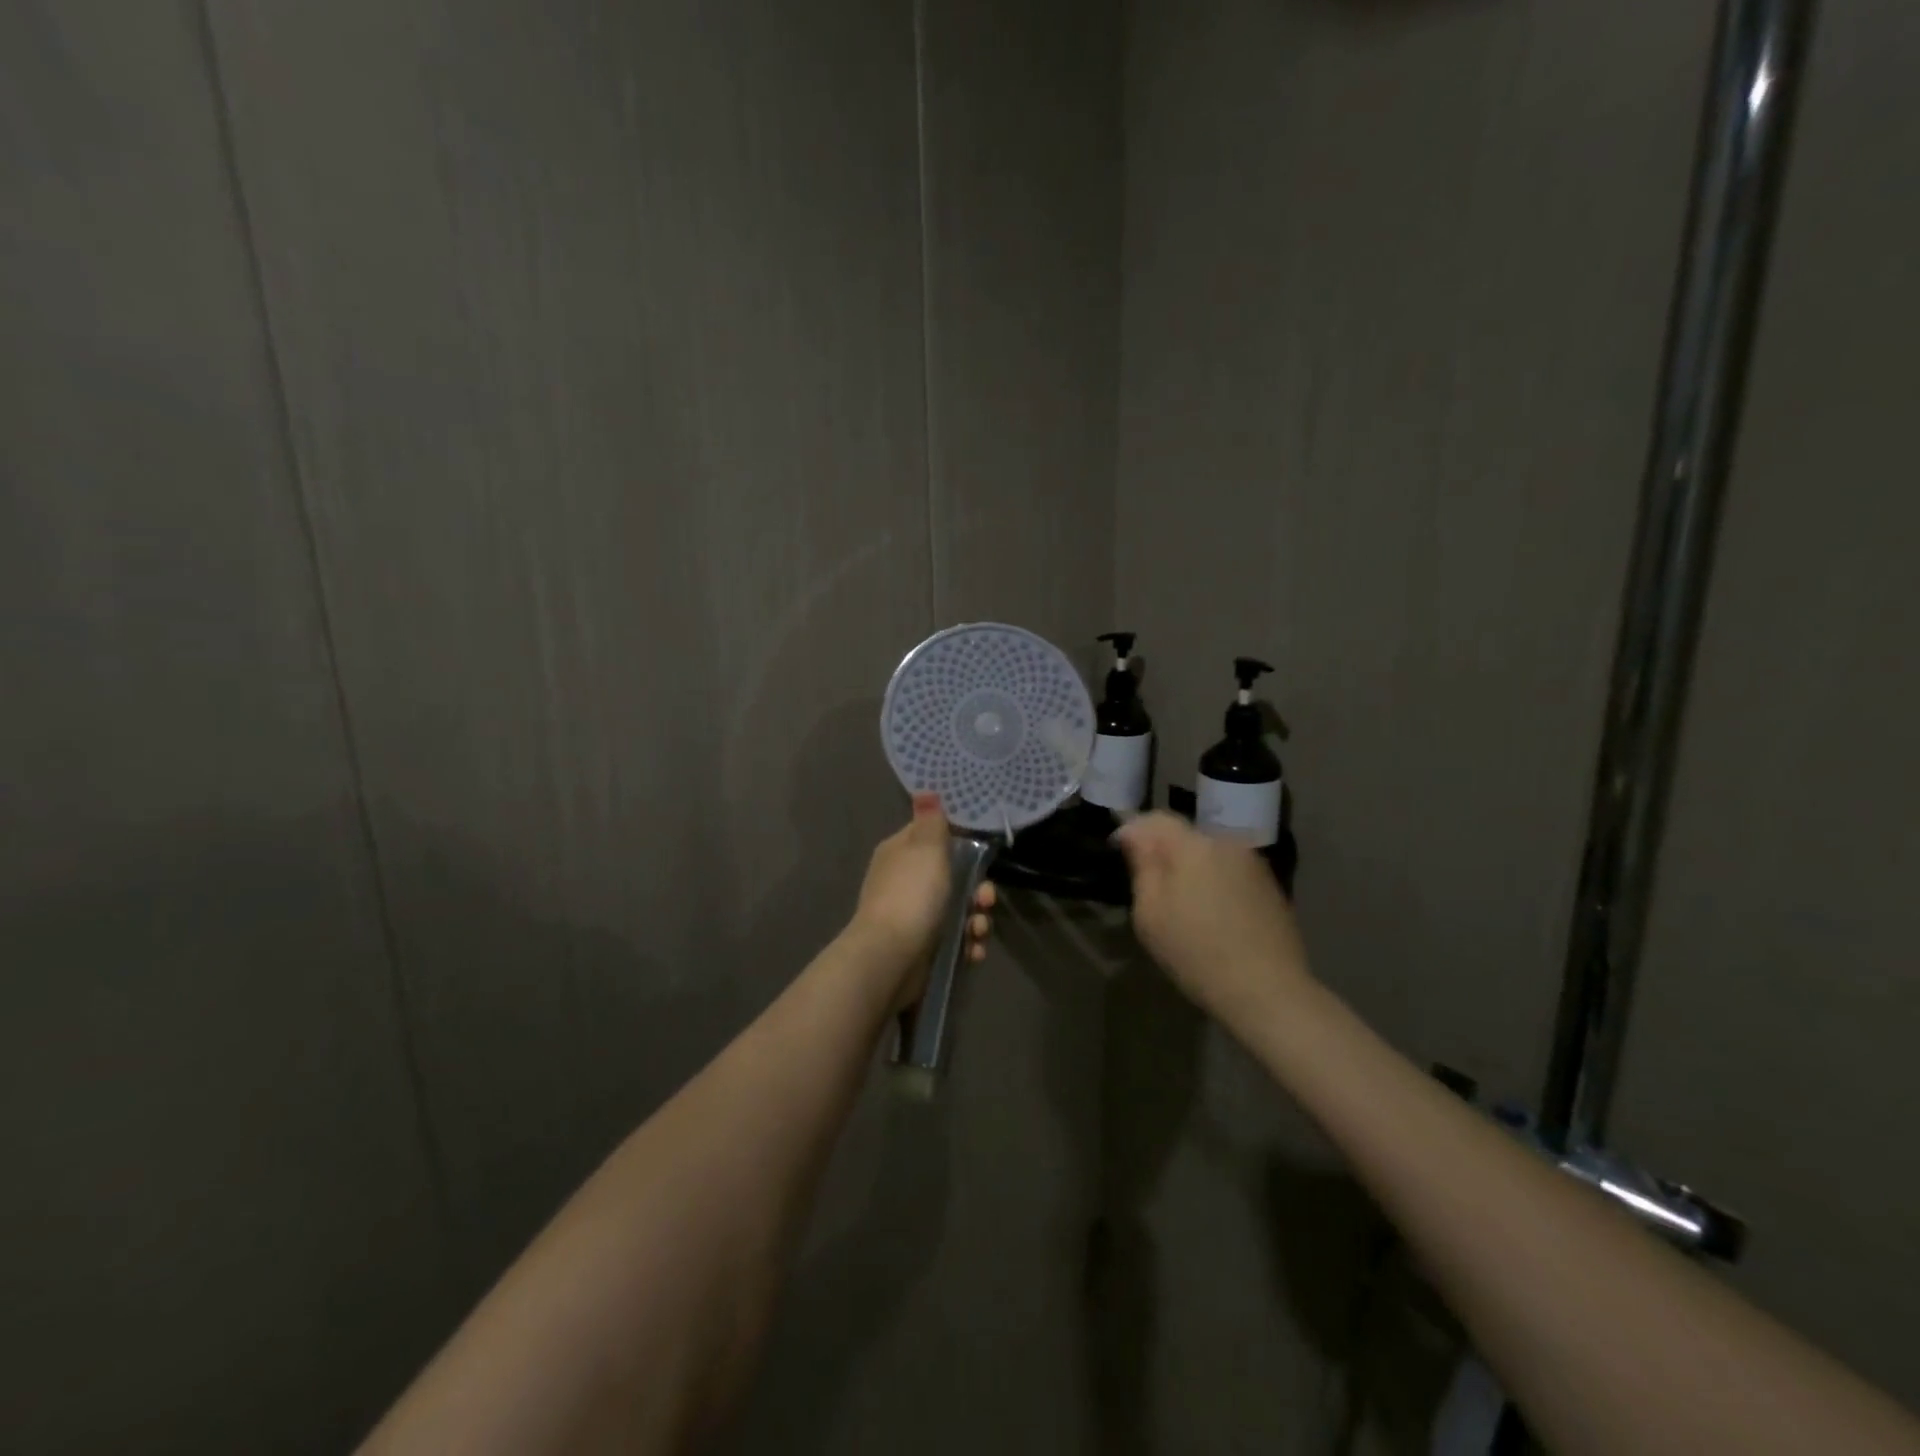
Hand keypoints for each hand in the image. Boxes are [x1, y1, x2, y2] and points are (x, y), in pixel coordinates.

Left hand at [851, 793, 995, 1005]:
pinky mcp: (921, 946)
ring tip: (979, 931)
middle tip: (985, 900)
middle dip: (977, 890)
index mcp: (901, 853)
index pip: (933, 838)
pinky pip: (953, 939)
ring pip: (957, 910)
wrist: (890, 957)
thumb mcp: (926, 848)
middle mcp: (904, 881)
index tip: (982, 856)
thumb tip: (925, 790)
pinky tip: (973, 951)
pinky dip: (967, 944)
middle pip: (953, 877)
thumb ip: (931, 821)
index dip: (961, 845)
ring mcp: (912, 916)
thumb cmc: (912, 895)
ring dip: (976, 920)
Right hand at [1114, 813, 1311, 1030]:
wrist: (1269, 992)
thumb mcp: (1151, 913)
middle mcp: (1227, 843)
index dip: (1132, 830)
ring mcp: (1254, 864)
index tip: (1118, 852)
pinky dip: (1214, 882)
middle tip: (1147, 882)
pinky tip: (1211, 914)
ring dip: (1190, 867)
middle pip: (1185, 835)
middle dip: (1163, 850)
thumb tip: (1132, 834)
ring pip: (1209, 853)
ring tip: (1180, 902)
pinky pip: (1230, 871)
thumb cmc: (1197, 952)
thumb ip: (1142, 865)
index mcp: (1194, 845)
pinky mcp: (1270, 886)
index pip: (1156, 819)